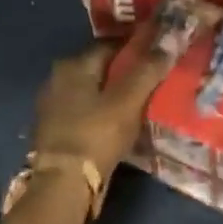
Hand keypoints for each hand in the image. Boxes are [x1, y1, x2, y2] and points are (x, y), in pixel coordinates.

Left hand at [32, 21, 174, 173]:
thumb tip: (170, 41)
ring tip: (138, 103)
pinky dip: (100, 113)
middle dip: (124, 72)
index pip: (111, 45)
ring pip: (91, 91)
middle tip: (152, 80)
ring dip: (111, 94)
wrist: (63, 182)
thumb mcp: (128, 101)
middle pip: (99, 68)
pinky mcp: (54, 130)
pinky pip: (84, 112)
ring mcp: (52, 106)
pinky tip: (116, 122)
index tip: (158, 54)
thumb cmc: (96, 134)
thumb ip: (148, 70)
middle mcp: (57, 79)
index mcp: (73, 65)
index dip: (136, 47)